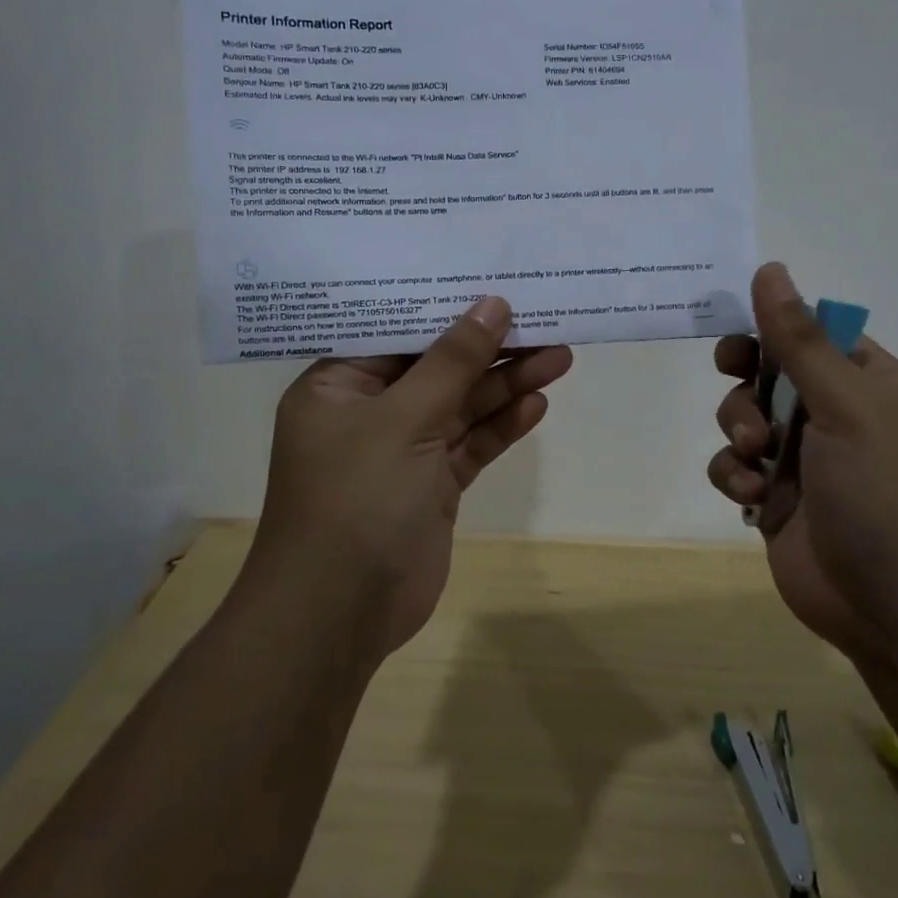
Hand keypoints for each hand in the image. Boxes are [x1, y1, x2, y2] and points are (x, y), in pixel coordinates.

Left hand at [251, 297, 571, 658]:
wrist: (339, 615)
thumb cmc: (356, 499)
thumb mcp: (403, 419)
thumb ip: (451, 362)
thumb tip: (492, 304)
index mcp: (338, 386)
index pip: (395, 331)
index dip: (445, 306)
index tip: (493, 282)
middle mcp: (369, 412)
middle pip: (437, 367)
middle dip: (490, 348)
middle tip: (544, 319)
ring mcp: (402, 451)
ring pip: (460, 406)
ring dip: (506, 384)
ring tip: (559, 355)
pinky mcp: (431, 486)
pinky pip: (469, 445)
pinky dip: (501, 426)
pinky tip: (536, 403)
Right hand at [706, 263, 897, 656]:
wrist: (895, 608)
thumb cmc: (883, 492)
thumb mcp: (846, 404)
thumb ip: (800, 339)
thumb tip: (770, 268)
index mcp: (870, 383)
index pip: (814, 333)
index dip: (773, 325)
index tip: (740, 327)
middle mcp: (837, 415)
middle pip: (771, 370)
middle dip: (747, 378)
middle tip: (732, 373)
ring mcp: (805, 459)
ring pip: (745, 417)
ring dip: (738, 428)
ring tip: (753, 456)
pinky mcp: (777, 499)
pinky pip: (736, 466)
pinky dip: (733, 473)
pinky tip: (748, 493)